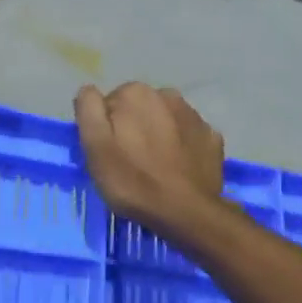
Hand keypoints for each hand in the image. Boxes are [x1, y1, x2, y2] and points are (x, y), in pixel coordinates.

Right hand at [74, 82, 225, 235]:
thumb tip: (89, 90)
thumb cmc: (132, 180)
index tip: (109, 153)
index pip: (110, 104)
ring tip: (155, 168)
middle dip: (134, 128)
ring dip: (159, 135)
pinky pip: (189, 137)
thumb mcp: (94, 146)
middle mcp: (167, 94)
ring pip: (166, 121)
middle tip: (130, 163)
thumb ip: (88, 109)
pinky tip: (178, 170)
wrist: (186, 212)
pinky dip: (182, 148)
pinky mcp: (212, 138)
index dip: (106, 129)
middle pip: (139, 109)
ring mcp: (194, 115)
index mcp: (135, 93)